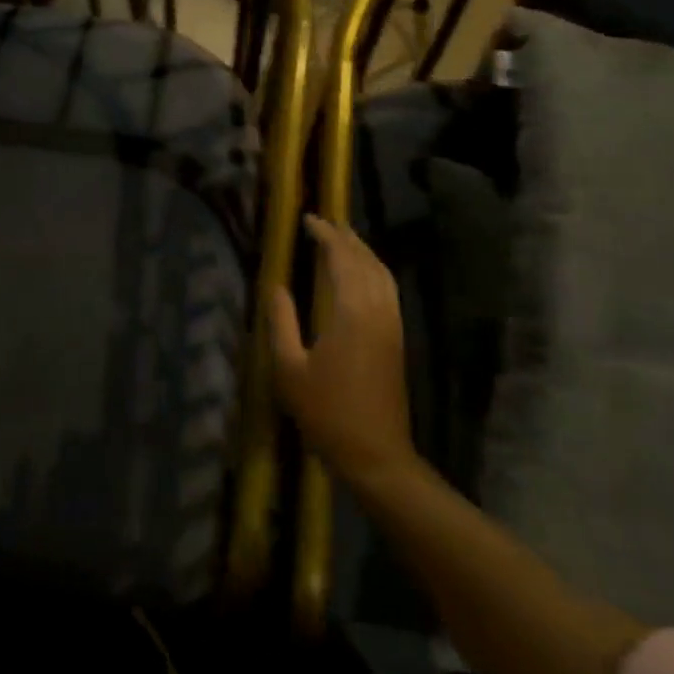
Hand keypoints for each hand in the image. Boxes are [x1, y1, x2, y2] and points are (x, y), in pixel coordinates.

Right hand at [270, 216, 415, 488]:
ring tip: (343, 240)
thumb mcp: (289, 368)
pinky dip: (375, 271)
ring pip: (383, 274)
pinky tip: (362, 275)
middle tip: (325, 222)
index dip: (326, 235)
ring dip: (364, 252)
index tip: (308, 219)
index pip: (342, 260)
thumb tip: (276, 286)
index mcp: (351, 314)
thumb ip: (281, 322)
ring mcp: (392, 326)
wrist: (375, 454)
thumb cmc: (326, 412)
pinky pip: (388, 290)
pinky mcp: (397, 340)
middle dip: (347, 238)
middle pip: (367, 261)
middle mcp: (377, 312)